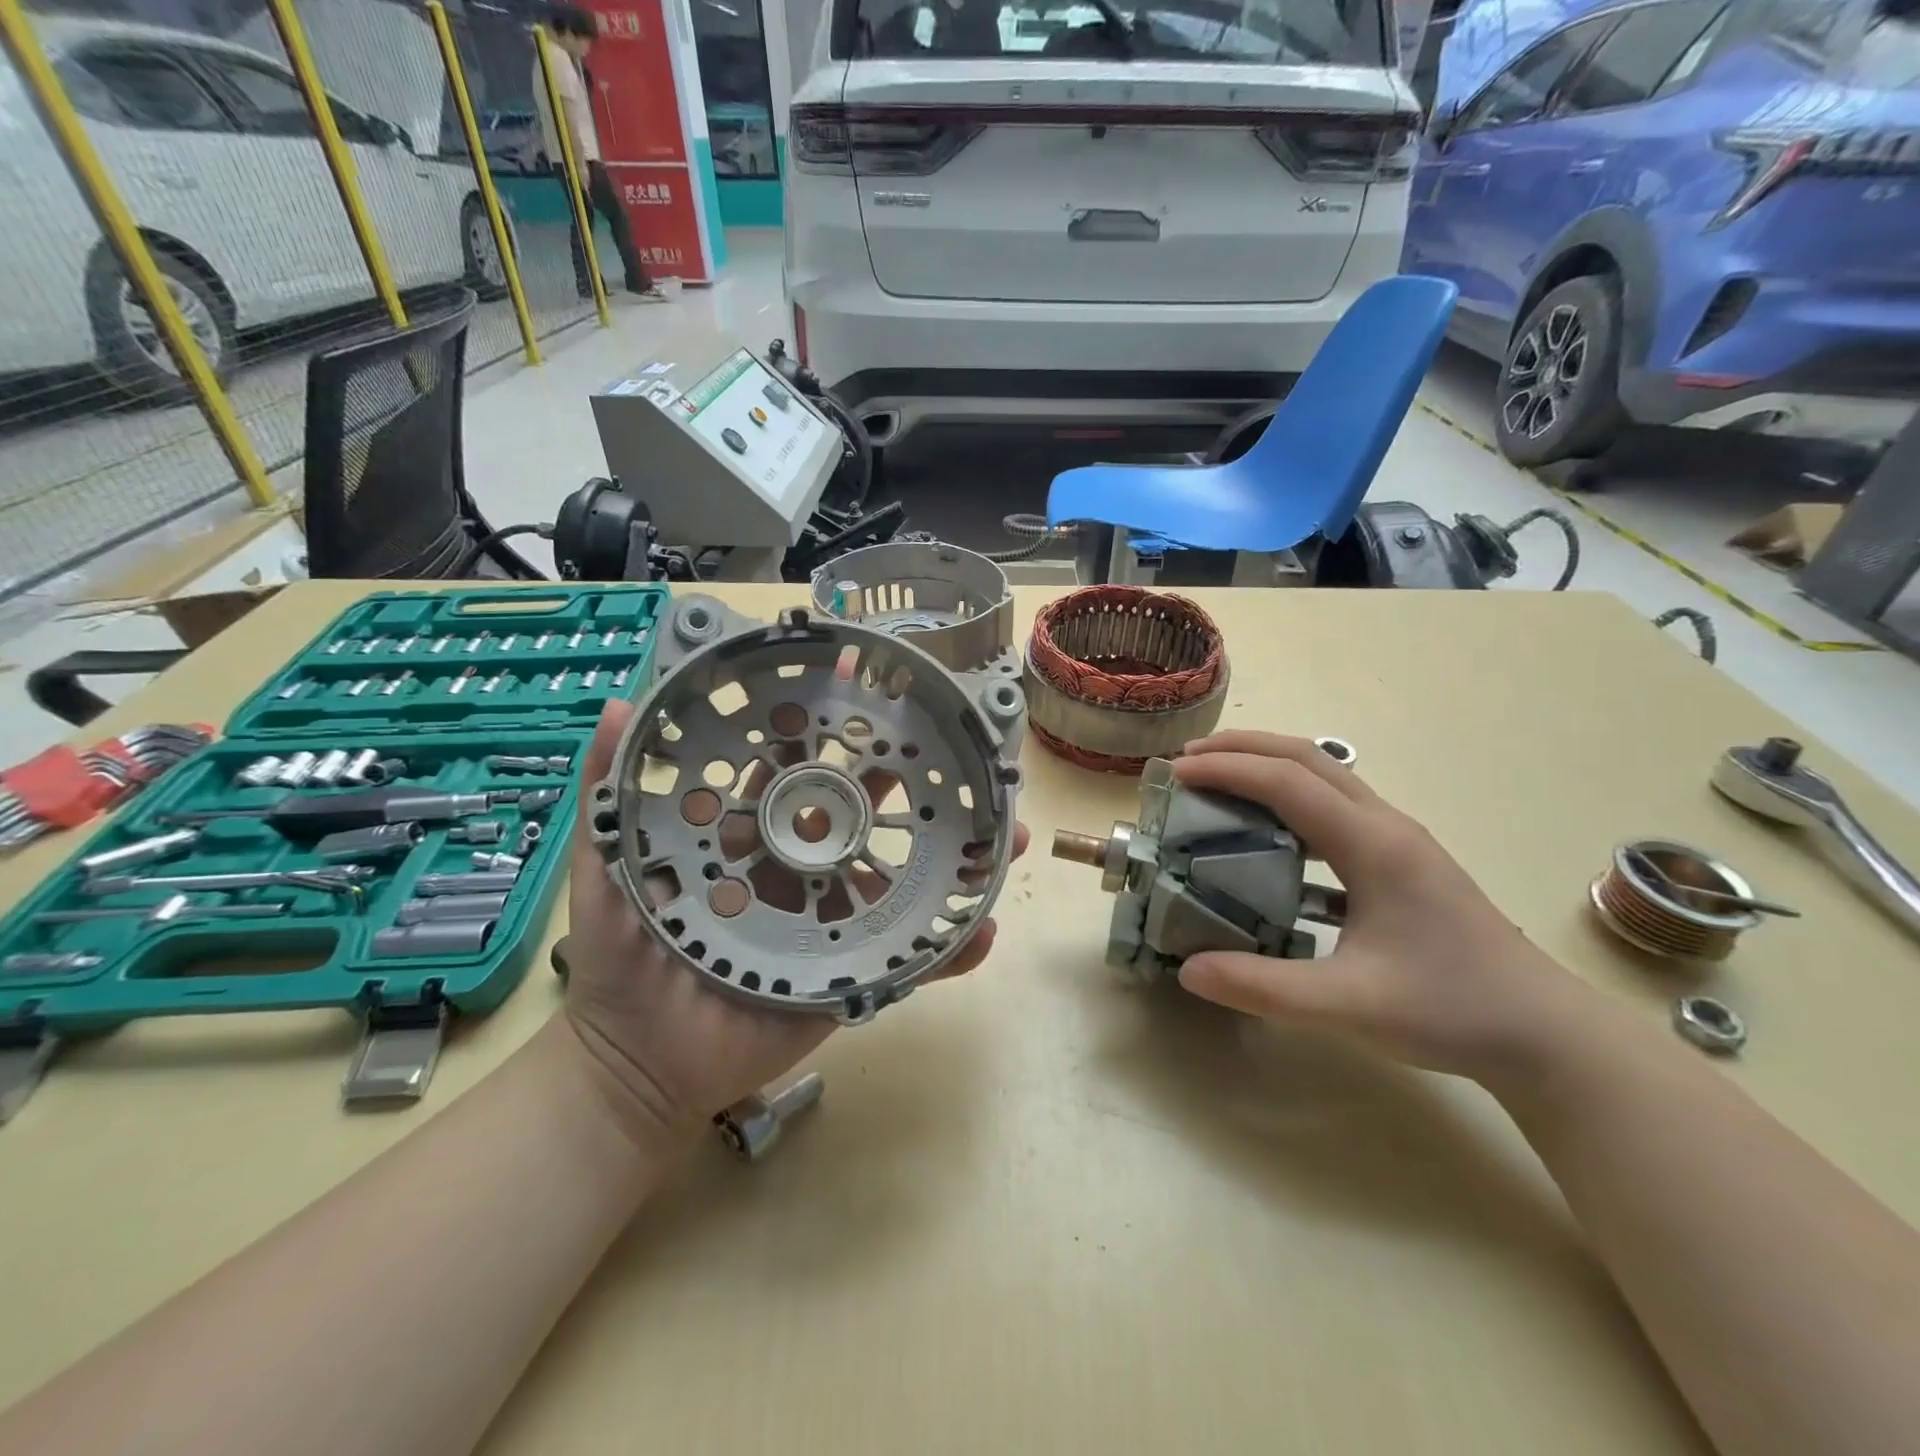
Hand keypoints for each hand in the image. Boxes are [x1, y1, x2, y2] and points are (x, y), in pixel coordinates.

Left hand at [559, 699, 1026, 1148]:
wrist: (641, 1067)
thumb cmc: (626, 964)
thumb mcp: (610, 871)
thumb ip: (607, 795)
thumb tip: (616, 705)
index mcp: (753, 837)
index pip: (800, 773)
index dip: (833, 734)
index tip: (871, 693)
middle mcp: (802, 868)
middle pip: (867, 817)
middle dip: (914, 783)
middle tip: (960, 752)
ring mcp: (832, 920)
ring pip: (901, 881)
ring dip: (953, 859)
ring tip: (1006, 835)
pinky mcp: (850, 972)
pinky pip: (908, 958)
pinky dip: (947, 948)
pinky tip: (983, 929)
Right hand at [1172, 731, 1589, 1083]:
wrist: (1547, 1036)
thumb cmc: (1451, 1010)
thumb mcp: (1347, 1006)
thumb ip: (1262, 987)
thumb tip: (1188, 969)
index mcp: (1373, 845)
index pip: (1287, 783)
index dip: (1227, 770)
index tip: (1176, 771)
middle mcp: (1386, 826)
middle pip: (1308, 758)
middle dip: (1244, 748)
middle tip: (1188, 758)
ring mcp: (1399, 841)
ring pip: (1326, 777)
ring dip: (1268, 767)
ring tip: (1218, 781)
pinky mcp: (1403, 861)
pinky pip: (1336, 808)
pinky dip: (1291, 800)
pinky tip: (1268, 836)